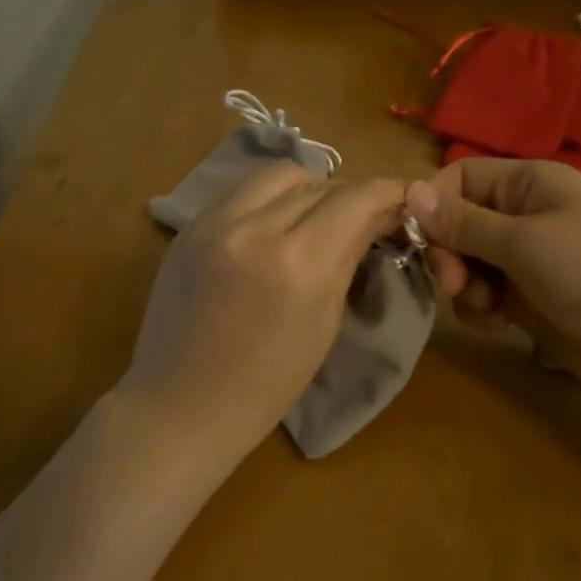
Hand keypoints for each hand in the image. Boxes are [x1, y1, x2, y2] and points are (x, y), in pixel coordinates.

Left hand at [120, 162, 405, 458]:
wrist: (180, 405)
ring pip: (277, 175)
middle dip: (347, 195)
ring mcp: (214, 223)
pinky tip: (271, 230)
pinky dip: (268, 202)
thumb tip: (375, 217)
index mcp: (299, 263)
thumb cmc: (266, 385)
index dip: (386, 192)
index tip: (400, 200)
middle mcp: (255, 228)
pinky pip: (241, 194)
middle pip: (317, 182)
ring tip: (313, 220)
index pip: (354, 198)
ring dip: (307, 189)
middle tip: (359, 219)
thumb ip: (348, 259)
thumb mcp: (324, 324)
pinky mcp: (188, 228)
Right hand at [405, 158, 580, 415]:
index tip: (422, 244)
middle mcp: (524, 214)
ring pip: (466, 262)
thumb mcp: (523, 243)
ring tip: (487, 308)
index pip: (458, 178)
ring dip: (464, 286)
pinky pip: (483, 294)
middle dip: (448, 254)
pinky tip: (497, 323)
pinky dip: (480, 308)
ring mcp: (526, 259)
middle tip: (454, 285)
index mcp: (529, 183)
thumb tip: (409, 191)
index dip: (434, 207)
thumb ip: (462, 222)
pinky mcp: (528, 298)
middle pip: (457, 222)